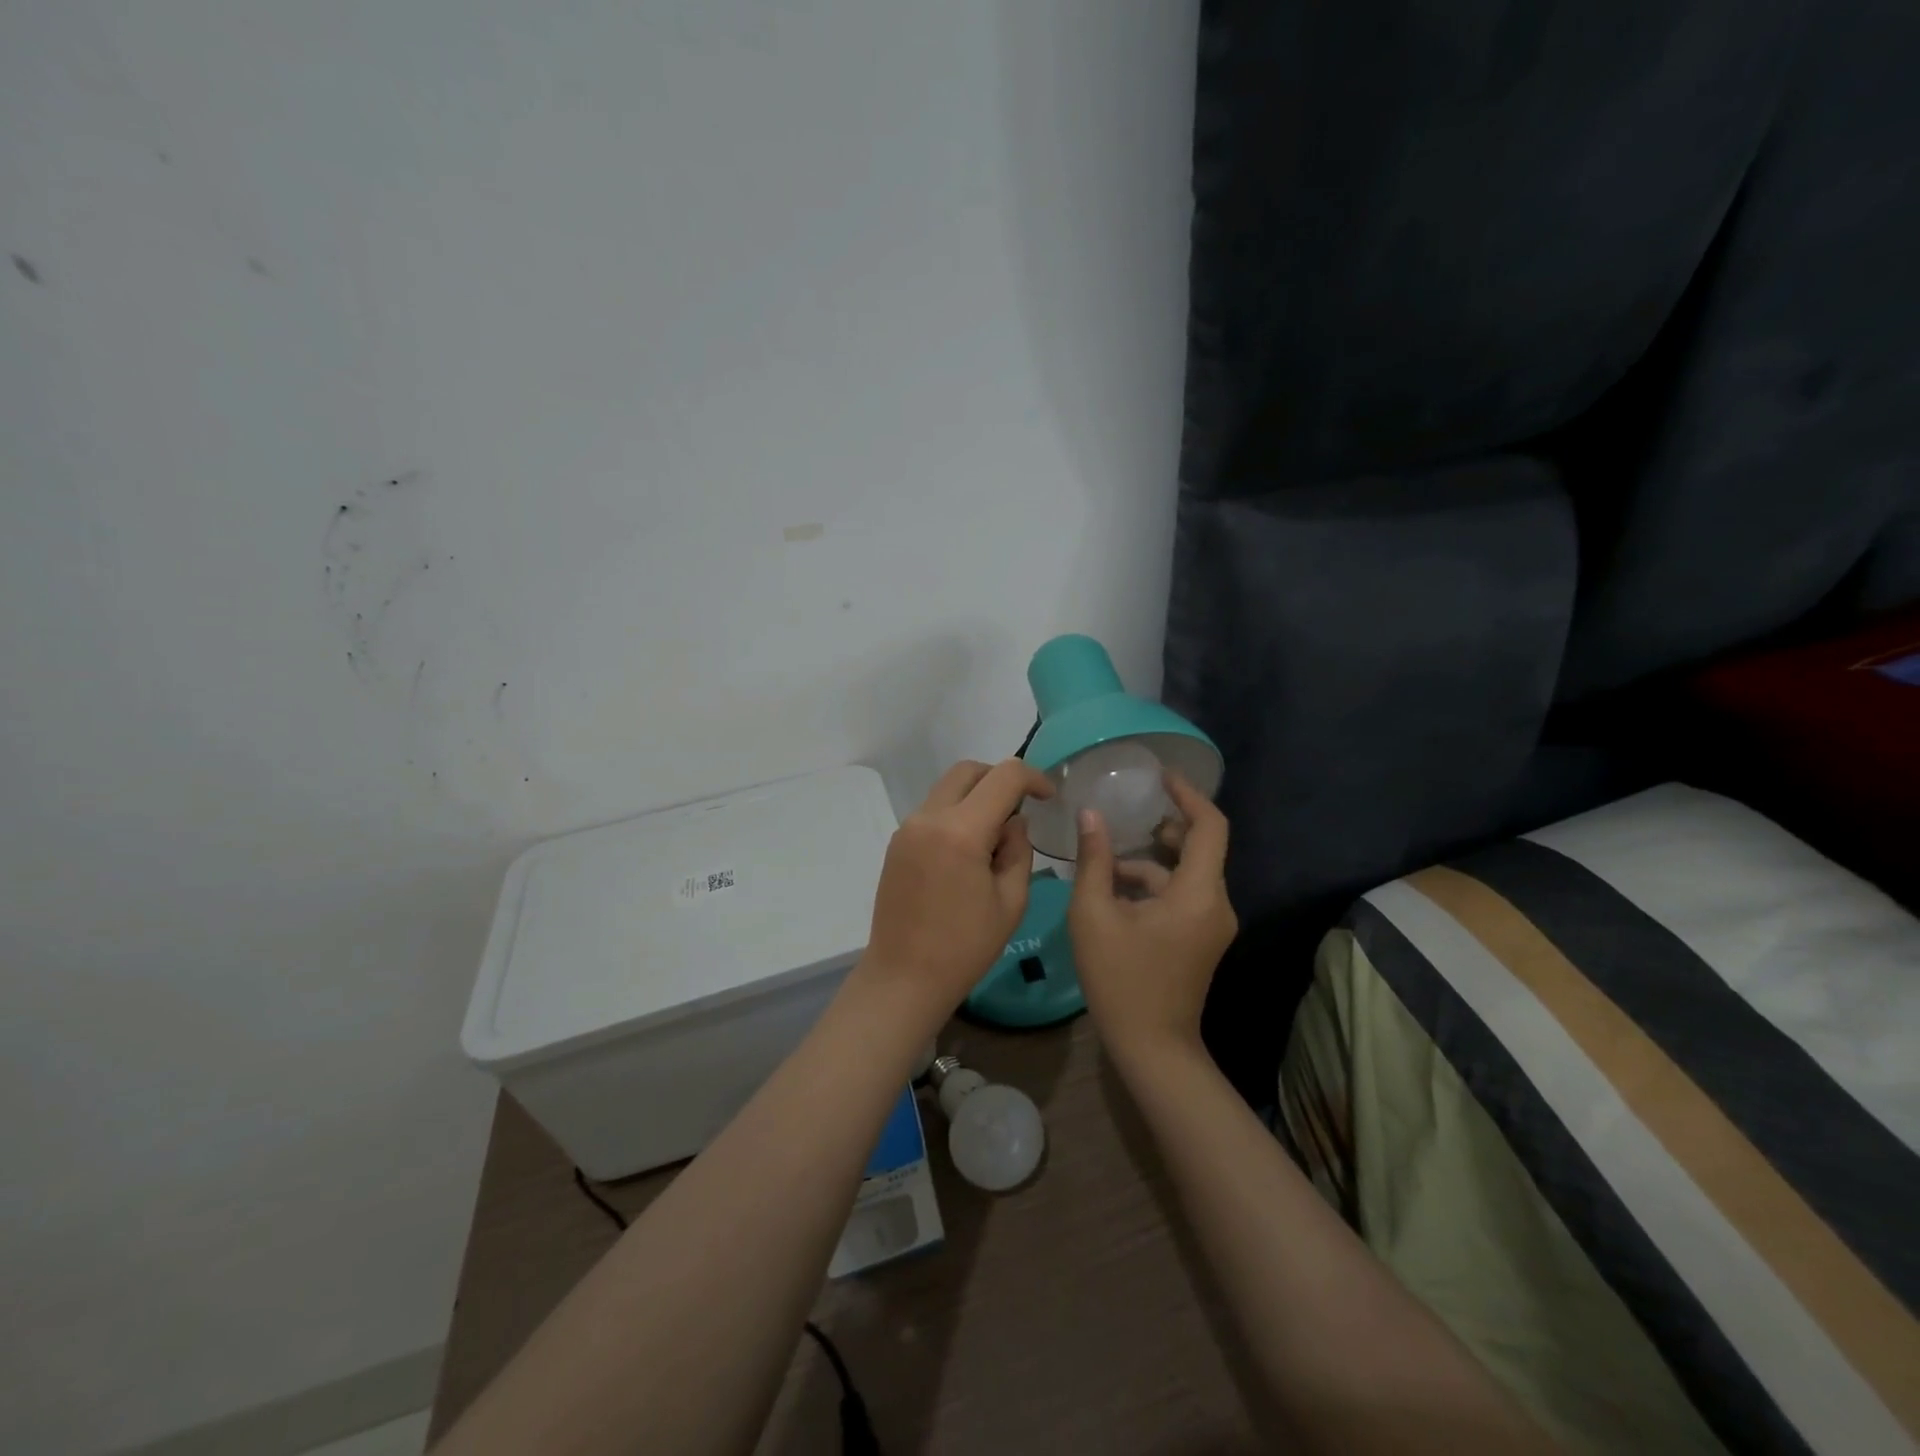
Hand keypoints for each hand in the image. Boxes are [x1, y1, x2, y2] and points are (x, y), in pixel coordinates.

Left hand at [850, 759, 1053, 1033]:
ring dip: (977, 796)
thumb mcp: (1011, 901)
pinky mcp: (897, 843)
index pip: (1004, 777)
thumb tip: (1013, 823)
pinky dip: (956, 814)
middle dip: (1000, 778)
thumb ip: (1019, 850)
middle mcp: (929, 818)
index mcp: (961, 831)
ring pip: (948, 788)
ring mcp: (908, 829)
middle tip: (1022, 807)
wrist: (903, 978)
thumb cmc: (965, 948)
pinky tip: (969, 851)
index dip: (1033, 778)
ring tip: (996, 837)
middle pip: (969, 771)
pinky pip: (933, 811)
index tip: (1048, 796)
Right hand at [1068, 772, 1236, 1065]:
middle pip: (1198, 847)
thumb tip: (1090, 815)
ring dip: (1149, 862)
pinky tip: (1114, 892)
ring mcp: (1212, 924)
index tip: (1161, 776)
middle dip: (1163, 826)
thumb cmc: (1120, 979)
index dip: (1188, 795)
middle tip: (1128, 811)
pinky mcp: (1202, 938)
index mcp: (1197, 893)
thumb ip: (1095, 860)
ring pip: (1185, 874)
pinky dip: (1153, 886)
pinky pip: (1182, 896)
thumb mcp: (1094, 915)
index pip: (1210, 826)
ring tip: (1105, 859)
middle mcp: (1215, 903)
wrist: (1151, 1047)